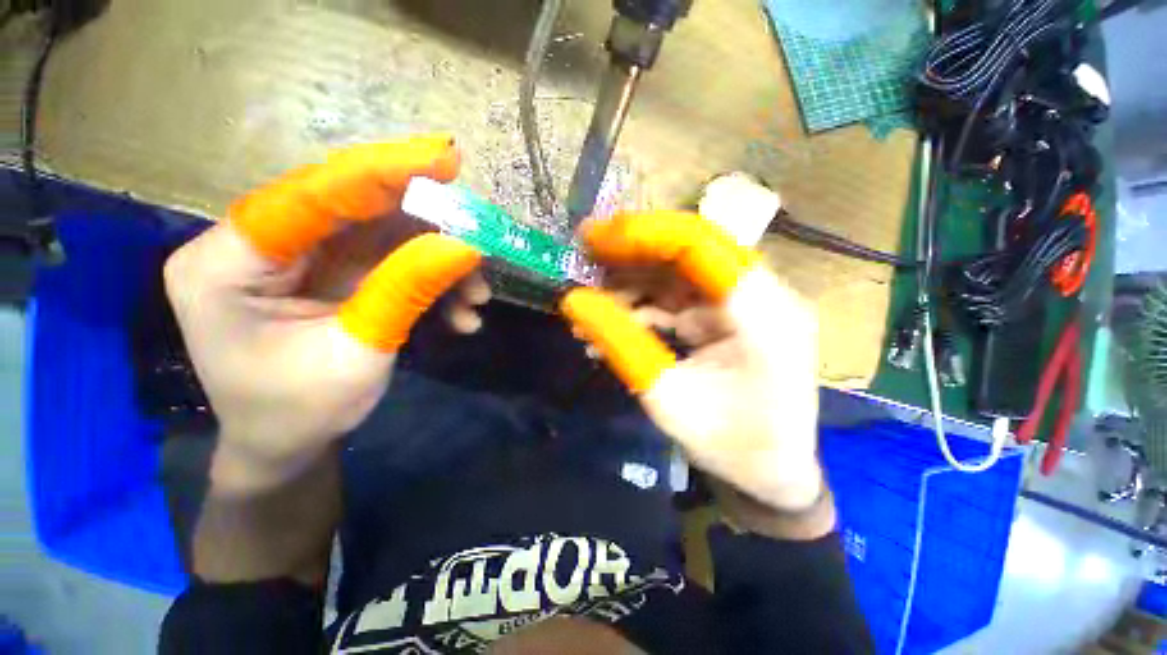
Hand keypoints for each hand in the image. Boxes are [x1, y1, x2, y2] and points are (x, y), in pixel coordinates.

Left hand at [164, 135, 485, 492]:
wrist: (287, 446)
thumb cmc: (301, 411)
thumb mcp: (360, 351)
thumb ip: (408, 290)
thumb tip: (465, 244)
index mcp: (229, 261)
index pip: (313, 195)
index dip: (383, 173)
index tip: (445, 158)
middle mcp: (261, 246)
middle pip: (355, 209)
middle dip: (427, 224)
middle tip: (478, 231)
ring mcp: (301, 258)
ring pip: (385, 237)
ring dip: (441, 264)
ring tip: (478, 297)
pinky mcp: (334, 274)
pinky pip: (392, 262)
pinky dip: (433, 283)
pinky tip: (461, 314)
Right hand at [560, 211, 824, 516]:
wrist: (773, 475)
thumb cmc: (731, 447)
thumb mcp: (667, 398)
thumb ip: (620, 344)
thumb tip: (573, 301)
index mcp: (763, 315)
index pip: (702, 245)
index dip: (645, 234)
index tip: (596, 238)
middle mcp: (764, 297)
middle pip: (692, 250)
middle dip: (634, 249)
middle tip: (586, 252)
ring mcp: (749, 306)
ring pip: (682, 272)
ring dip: (635, 280)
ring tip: (592, 296)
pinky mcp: (732, 317)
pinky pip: (683, 297)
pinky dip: (647, 304)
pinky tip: (615, 318)